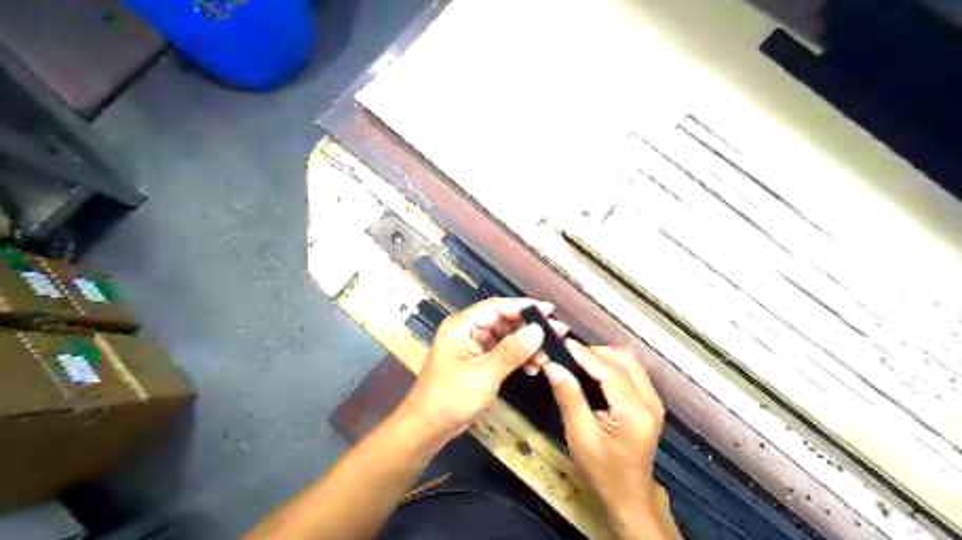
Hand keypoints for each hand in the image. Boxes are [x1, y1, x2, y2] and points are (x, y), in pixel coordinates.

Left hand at [400, 299, 569, 443]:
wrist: (427, 427)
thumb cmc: (451, 397)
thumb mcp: (484, 373)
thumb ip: (512, 351)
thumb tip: (539, 330)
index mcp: (462, 325)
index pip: (497, 307)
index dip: (524, 307)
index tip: (550, 312)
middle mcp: (467, 330)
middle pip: (503, 320)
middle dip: (529, 328)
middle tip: (558, 334)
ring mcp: (472, 346)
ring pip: (505, 337)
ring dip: (526, 345)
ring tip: (548, 357)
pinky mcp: (476, 362)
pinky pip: (501, 352)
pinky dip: (517, 358)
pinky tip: (533, 367)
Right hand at [545, 344, 665, 520]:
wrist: (630, 493)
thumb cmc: (602, 469)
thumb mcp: (580, 435)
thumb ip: (569, 397)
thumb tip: (553, 366)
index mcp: (633, 411)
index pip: (609, 370)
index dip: (585, 354)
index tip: (562, 344)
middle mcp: (650, 400)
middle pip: (625, 359)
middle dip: (596, 352)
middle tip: (569, 355)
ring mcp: (654, 400)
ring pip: (631, 362)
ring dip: (605, 356)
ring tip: (579, 361)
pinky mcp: (652, 401)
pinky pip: (633, 371)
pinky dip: (613, 365)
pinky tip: (595, 372)